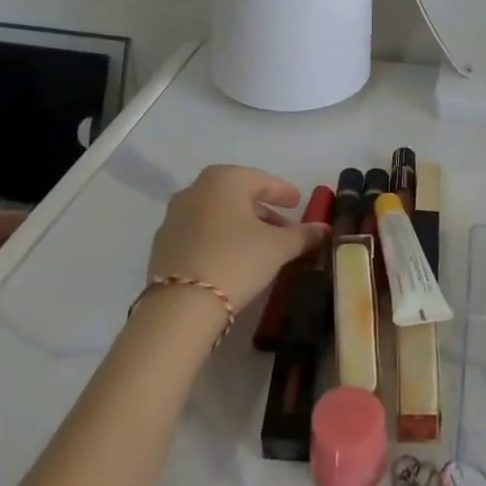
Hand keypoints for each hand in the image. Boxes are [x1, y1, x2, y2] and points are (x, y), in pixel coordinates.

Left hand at [146, 166, 326, 310]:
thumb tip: (323, 229)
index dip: (283, 191)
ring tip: (258, 246)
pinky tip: (230, 259)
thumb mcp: (278, 248)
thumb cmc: (236, 260)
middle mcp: (195, 189)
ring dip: (238, 225)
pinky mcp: (162, 244)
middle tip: (282, 228)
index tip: (298, 202)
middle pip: (237, 195)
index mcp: (224, 179)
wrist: (180, 306)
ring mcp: (174, 216)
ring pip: (216, 214)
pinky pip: (199, 232)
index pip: (261, 180)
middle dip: (261, 210)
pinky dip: (217, 239)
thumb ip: (303, 235)